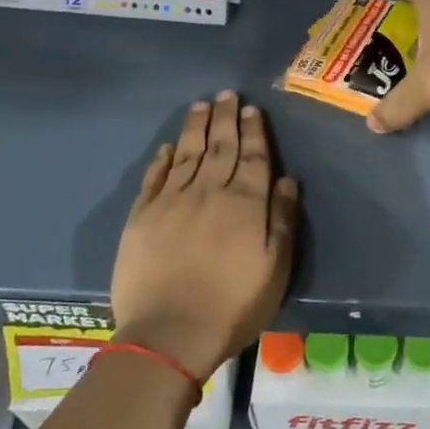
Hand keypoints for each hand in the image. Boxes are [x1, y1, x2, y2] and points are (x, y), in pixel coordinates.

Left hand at [110, 91, 298, 378]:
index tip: (252, 109)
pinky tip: (167, 147)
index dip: (253, 131)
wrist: (170, 334)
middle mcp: (209, 191)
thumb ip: (282, 220)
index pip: (253, 157)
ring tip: (201, 105)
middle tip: (226, 94)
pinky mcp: (142, 216)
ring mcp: (172, 201)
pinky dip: (162, 159)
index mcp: (245, 203)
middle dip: (225, 119)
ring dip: (196, 128)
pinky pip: (154, 178)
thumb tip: (287, 180)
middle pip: (220, 147)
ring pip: (187, 154)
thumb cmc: (234, 305)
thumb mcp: (276, 268)